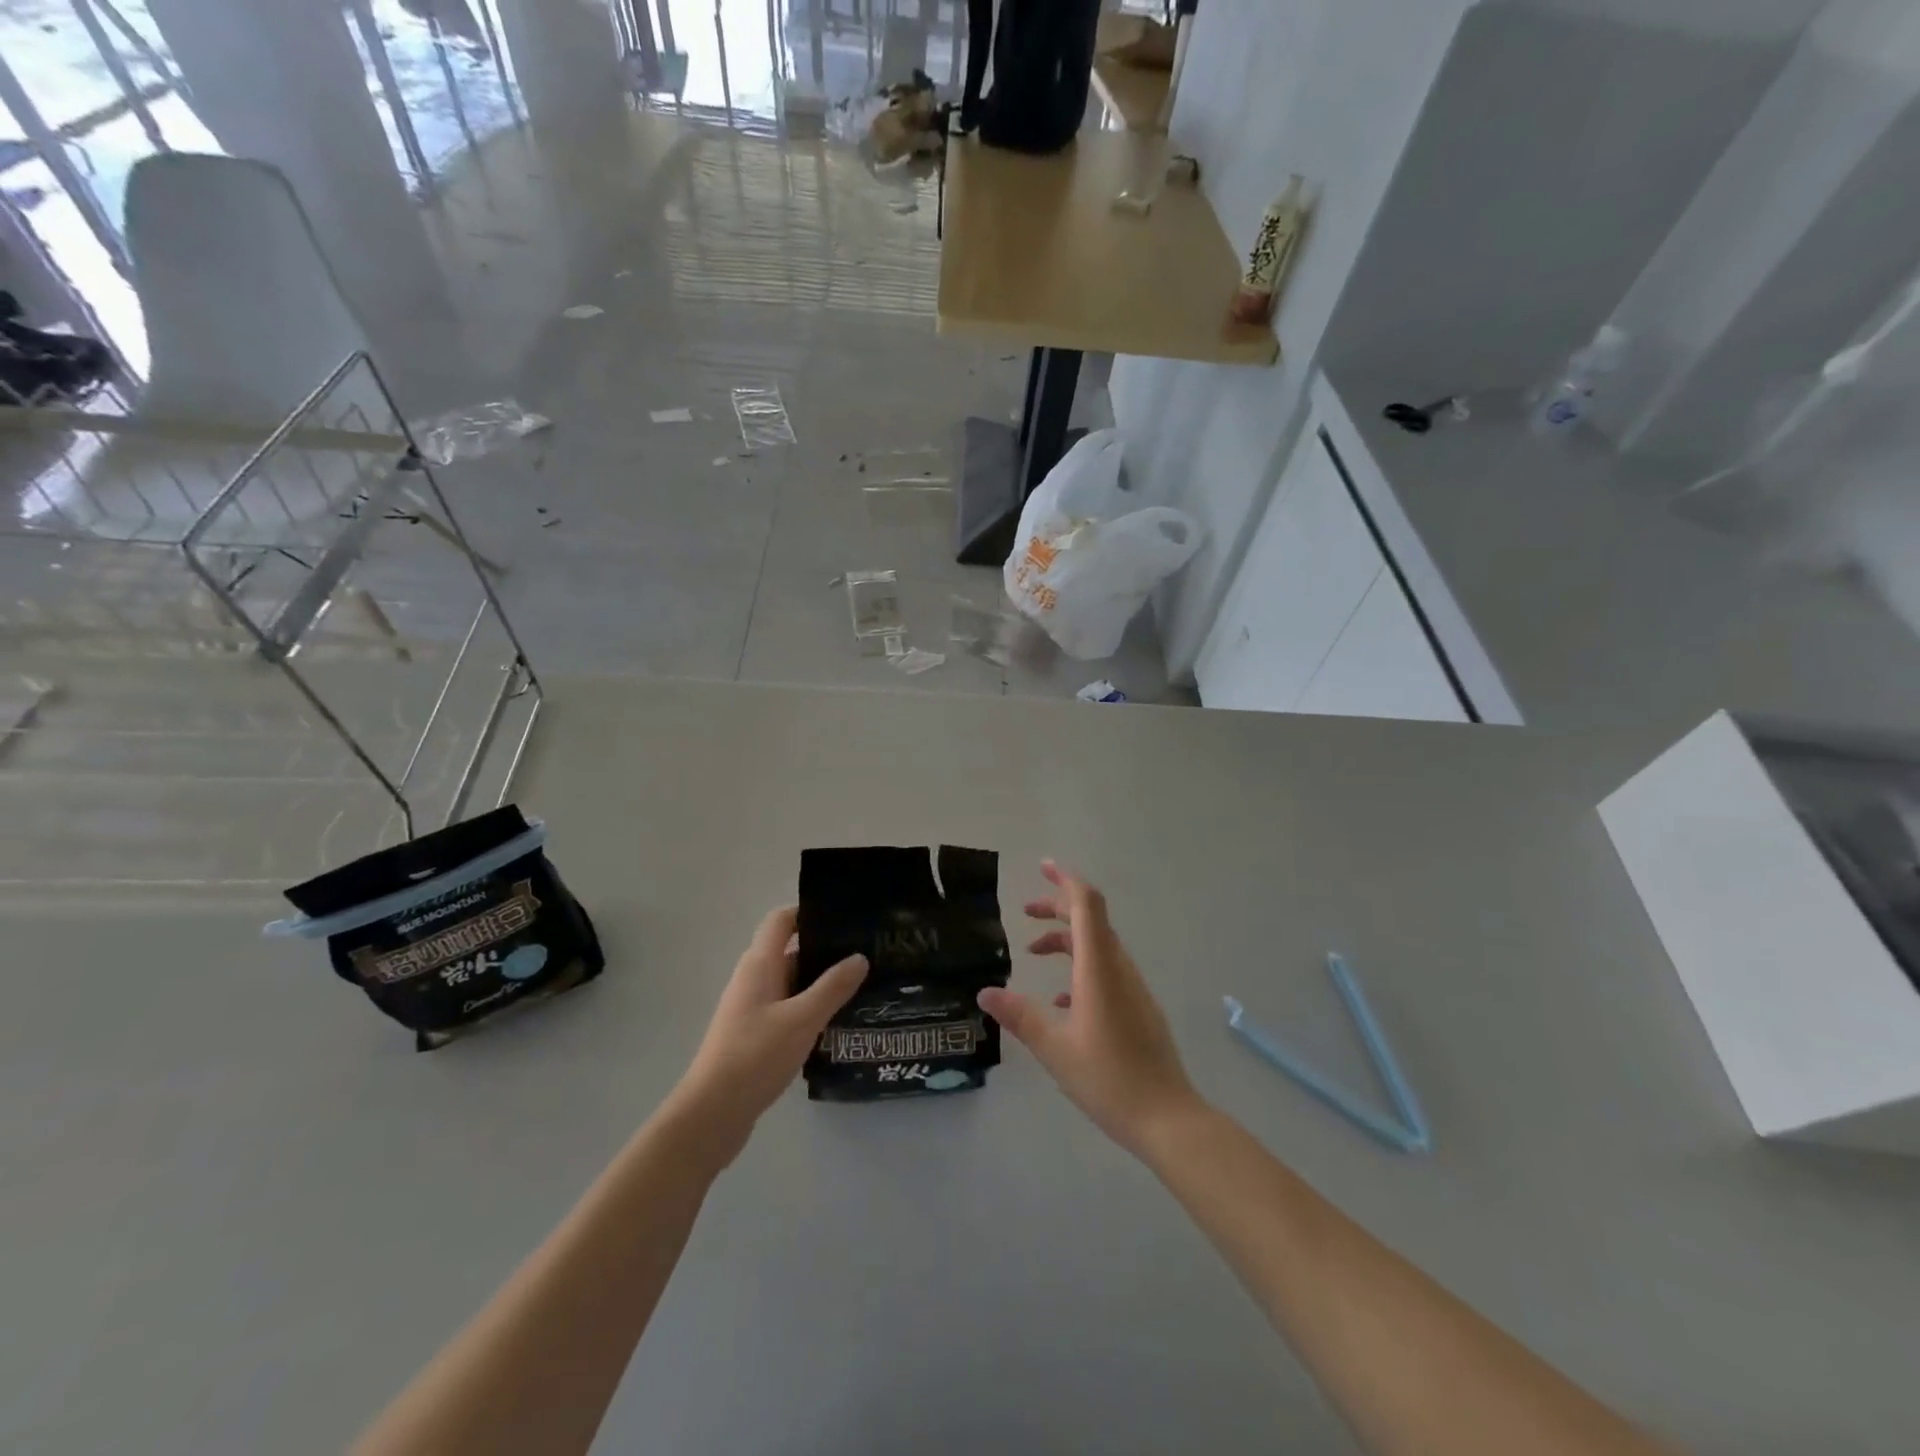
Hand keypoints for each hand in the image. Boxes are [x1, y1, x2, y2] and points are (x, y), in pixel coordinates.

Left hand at [672, 907, 866, 1155]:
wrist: (712, 1114)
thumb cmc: (755, 1056)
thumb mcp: (802, 1019)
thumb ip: (833, 987)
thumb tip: (859, 957)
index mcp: (760, 964)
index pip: (782, 920)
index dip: (809, 912)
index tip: (845, 917)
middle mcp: (754, 979)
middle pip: (791, 951)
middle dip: (826, 951)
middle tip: (867, 954)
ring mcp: (752, 1008)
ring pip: (792, 984)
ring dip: (821, 984)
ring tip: (862, 987)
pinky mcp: (755, 1035)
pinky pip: (788, 1010)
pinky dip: (810, 1010)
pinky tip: (837, 1023)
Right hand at [978, 861, 1202, 1155]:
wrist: (1168, 1119)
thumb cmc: (1109, 1078)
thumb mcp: (1054, 1048)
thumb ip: (1020, 1016)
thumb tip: (985, 991)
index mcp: (1098, 969)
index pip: (1087, 905)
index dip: (1066, 880)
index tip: (1044, 867)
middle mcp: (1118, 968)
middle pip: (1091, 919)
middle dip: (1059, 907)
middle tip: (1026, 910)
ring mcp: (1132, 988)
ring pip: (1098, 945)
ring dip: (1067, 939)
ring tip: (1034, 953)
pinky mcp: (1138, 1008)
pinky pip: (1106, 971)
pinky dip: (1080, 968)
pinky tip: (1060, 1001)